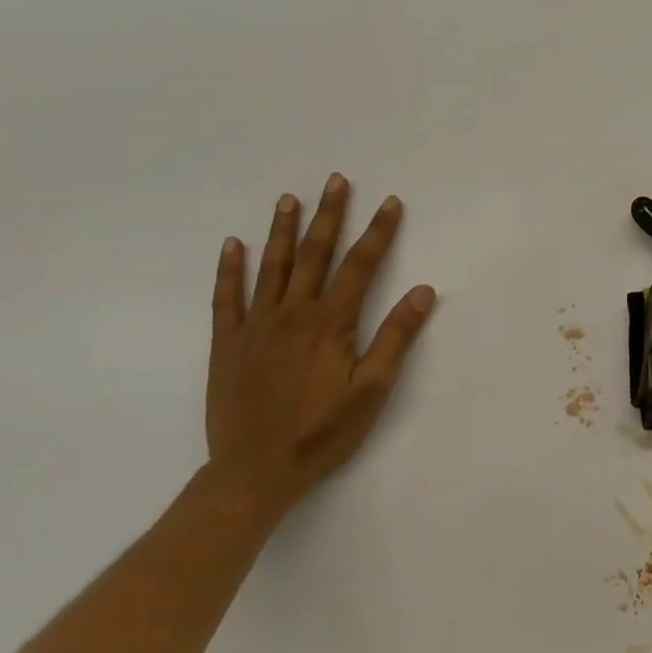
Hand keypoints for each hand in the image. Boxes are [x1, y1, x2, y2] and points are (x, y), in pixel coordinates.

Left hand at [205, 173, 435, 513]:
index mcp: (331, 324)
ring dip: (283, 230)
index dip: (378, 232)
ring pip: (271, 266)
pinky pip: (227, 297)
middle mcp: (292, 314)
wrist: (254, 471)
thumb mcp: (373, 390)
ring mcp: (255, 326)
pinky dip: (230, 269)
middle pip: (314, 254)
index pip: (360, 266)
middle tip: (336, 181)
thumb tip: (424, 291)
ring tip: (290, 199)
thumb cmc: (323, 432)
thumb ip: (396, 337)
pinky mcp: (228, 343)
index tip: (390, 202)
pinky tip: (233, 245)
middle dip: (329, 215)